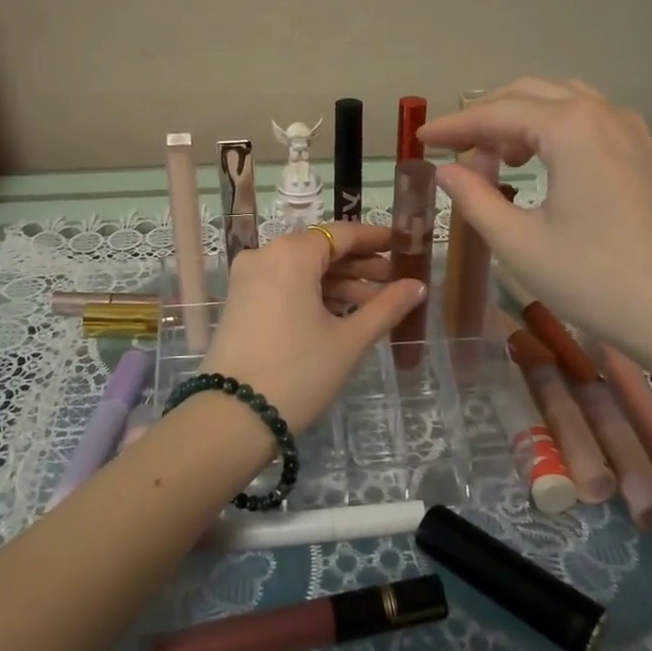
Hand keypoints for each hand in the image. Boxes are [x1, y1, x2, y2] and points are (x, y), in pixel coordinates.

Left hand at [201, 223, 427, 433]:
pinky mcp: (240, 302)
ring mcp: (248, 279)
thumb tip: (418, 285)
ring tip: (375, 306)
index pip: (341, 233)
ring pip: (302, 270)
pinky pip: (284, 285)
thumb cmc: (298, 372)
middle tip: (395, 281)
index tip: (402, 244)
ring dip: (338, 283)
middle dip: (359, 265)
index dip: (375, 238)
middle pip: (320, 250)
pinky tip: (341, 315)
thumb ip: (386, 307)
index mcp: (291, 254)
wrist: (233, 417)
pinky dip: (313, 295)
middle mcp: (265, 255)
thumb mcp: (349, 340)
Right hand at [418, 78, 651, 370]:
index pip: (495, 113)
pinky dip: (553, 129)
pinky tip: (540, 165)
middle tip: (454, 153)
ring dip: (520, 119)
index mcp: (570, 128)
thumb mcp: (519, 243)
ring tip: (496, 160)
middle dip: (485, 117)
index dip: (453, 126)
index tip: (420, 139)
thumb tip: (446, 170)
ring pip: (561, 101)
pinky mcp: (643, 152)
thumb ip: (474, 198)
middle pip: (529, 93)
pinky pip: (588, 119)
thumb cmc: (594, 280)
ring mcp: (630, 129)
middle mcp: (602, 113)